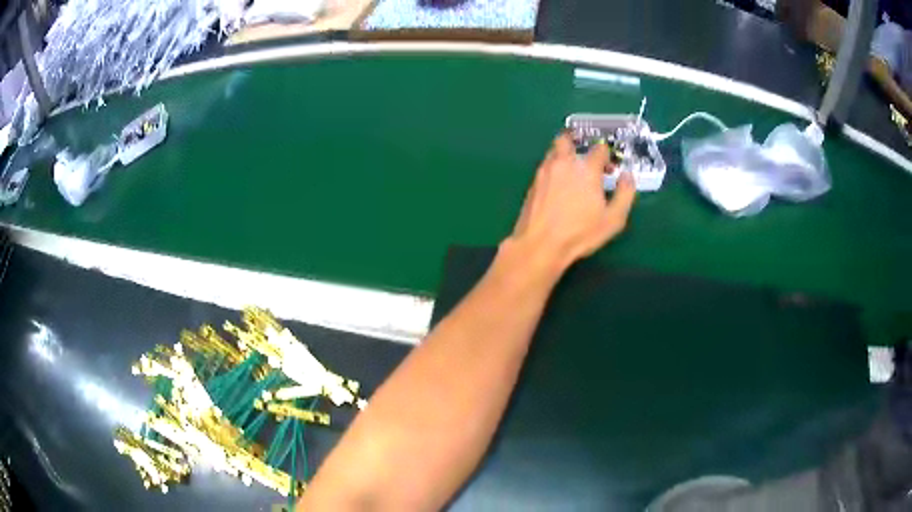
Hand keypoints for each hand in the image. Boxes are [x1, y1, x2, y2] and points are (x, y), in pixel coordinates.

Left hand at [509, 131, 635, 270]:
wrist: (541, 244)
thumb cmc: (580, 233)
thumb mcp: (613, 219)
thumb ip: (625, 194)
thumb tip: (627, 177)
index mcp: (587, 169)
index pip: (599, 149)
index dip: (607, 155)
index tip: (609, 167)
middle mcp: (564, 163)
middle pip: (567, 139)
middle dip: (577, 142)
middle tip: (585, 157)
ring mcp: (545, 171)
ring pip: (553, 151)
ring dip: (563, 154)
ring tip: (572, 171)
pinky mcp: (533, 183)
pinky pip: (544, 166)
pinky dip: (553, 168)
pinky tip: (558, 185)